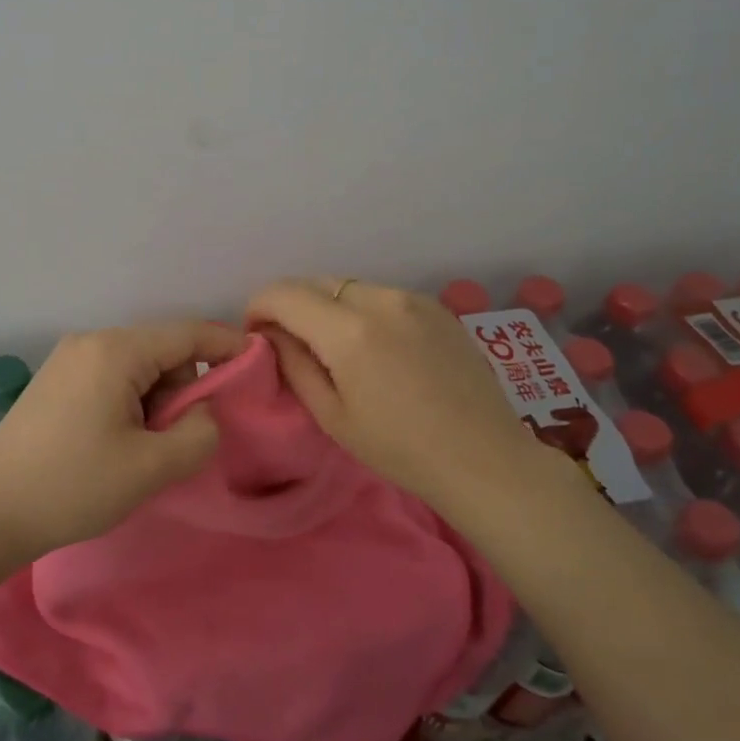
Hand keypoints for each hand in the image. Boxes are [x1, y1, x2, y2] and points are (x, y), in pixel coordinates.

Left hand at [0, 318, 246, 557]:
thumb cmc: (73, 485)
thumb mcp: (151, 466)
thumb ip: (198, 433)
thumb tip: (204, 412)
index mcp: (116, 351)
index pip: (188, 334)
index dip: (227, 344)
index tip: (257, 360)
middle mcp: (91, 342)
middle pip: (162, 351)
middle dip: (182, 389)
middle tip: (173, 440)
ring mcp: (68, 359)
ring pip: (137, 367)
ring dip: (154, 401)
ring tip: (139, 450)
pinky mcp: (55, 381)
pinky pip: (111, 378)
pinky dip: (129, 403)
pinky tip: (115, 442)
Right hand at [246, 278, 566, 513]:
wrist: (483, 458)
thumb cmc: (400, 449)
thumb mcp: (333, 416)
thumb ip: (295, 364)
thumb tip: (271, 334)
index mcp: (349, 331)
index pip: (284, 293)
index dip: (259, 306)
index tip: (256, 333)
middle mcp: (381, 300)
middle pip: (317, 282)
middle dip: (292, 304)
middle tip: (289, 341)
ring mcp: (413, 299)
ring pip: (350, 286)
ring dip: (328, 306)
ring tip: (334, 346)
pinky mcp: (438, 306)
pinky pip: (383, 296)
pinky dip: (362, 310)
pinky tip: (375, 346)